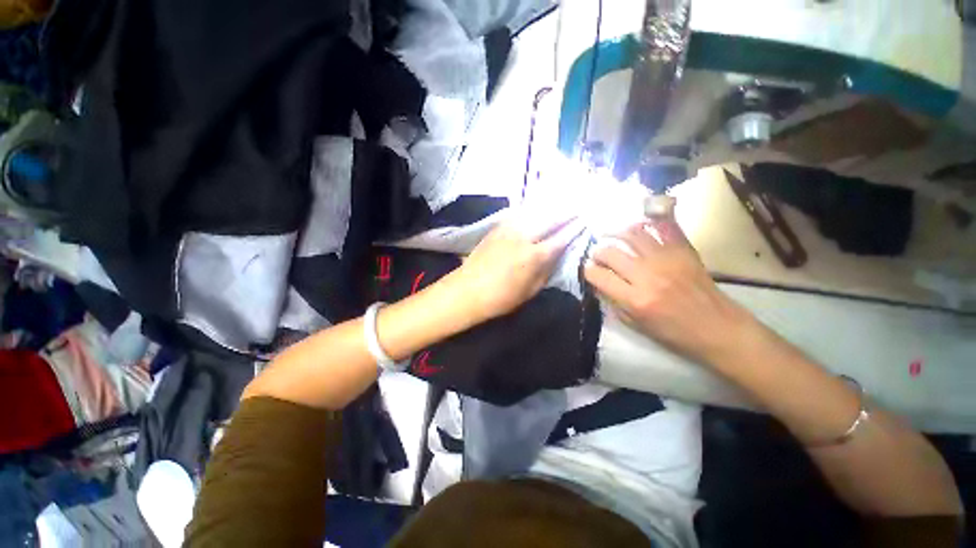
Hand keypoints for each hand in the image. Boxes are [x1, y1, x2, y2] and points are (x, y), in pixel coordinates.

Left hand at [444, 214, 581, 323]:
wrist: (466, 290)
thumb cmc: (501, 297)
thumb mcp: (530, 290)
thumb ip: (546, 270)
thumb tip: (556, 255)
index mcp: (534, 256)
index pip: (561, 238)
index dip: (574, 229)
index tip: (585, 220)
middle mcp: (524, 237)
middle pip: (550, 219)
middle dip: (566, 212)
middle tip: (578, 206)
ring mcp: (509, 229)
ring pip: (534, 213)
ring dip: (550, 208)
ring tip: (561, 203)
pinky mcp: (497, 228)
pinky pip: (519, 214)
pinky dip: (531, 211)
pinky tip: (536, 209)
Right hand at [584, 218, 753, 365]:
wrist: (718, 328)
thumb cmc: (675, 333)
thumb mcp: (637, 325)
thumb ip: (614, 303)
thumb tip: (599, 283)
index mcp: (635, 299)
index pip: (598, 276)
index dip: (587, 271)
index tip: (588, 270)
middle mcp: (648, 276)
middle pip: (611, 252)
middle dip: (598, 252)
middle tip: (598, 255)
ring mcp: (667, 260)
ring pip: (632, 234)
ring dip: (616, 233)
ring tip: (612, 236)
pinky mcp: (684, 251)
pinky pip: (664, 227)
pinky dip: (650, 221)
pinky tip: (639, 225)